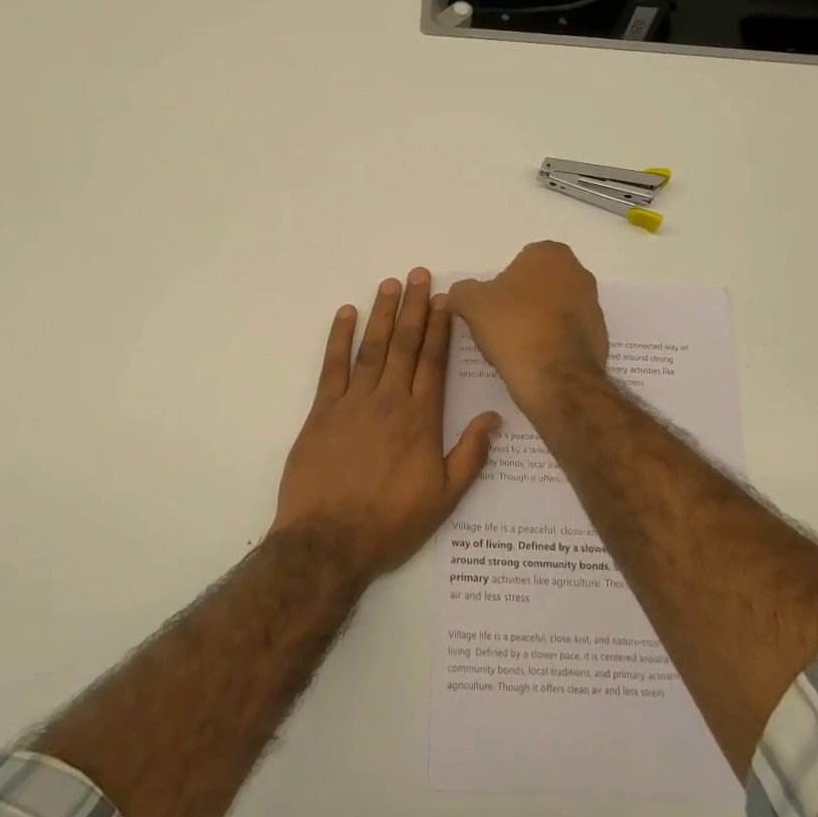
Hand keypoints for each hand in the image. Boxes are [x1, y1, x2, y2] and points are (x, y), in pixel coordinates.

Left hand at [270, 268, 501, 582]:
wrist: (328, 542)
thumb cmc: (391, 524)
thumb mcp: (444, 498)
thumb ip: (471, 455)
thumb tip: (495, 417)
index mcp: (421, 418)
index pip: (434, 361)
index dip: (439, 327)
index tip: (443, 298)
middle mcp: (390, 400)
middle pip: (404, 344)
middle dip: (413, 307)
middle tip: (418, 274)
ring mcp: (353, 402)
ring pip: (372, 347)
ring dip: (382, 313)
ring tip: (389, 283)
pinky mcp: (322, 411)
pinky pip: (332, 366)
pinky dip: (339, 338)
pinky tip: (346, 314)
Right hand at [447, 241, 608, 412]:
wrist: (555, 378)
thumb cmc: (514, 327)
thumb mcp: (472, 304)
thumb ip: (461, 291)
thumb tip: (455, 294)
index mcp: (551, 254)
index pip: (519, 262)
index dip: (501, 285)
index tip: (491, 307)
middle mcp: (579, 273)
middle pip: (539, 285)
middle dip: (521, 301)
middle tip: (500, 325)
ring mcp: (594, 305)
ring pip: (554, 309)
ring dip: (537, 322)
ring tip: (516, 347)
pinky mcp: (600, 337)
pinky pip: (567, 334)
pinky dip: (552, 342)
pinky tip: (536, 360)